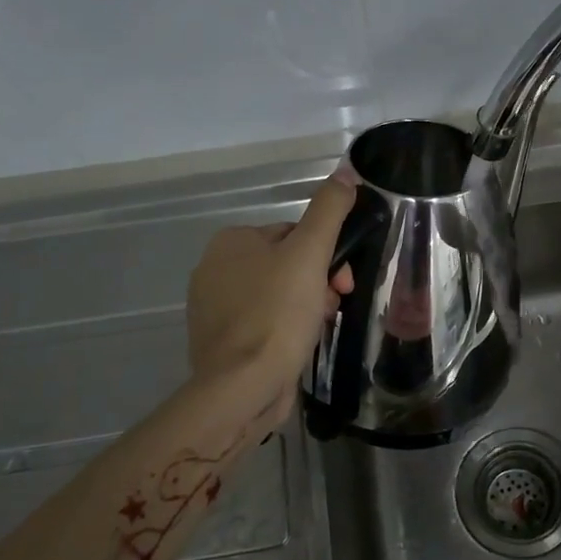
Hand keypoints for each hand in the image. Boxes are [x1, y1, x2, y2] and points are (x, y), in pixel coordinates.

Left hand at [187, 167, 356, 413]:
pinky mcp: (222, 341)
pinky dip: (286, 329)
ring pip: (279, 295)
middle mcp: (215, 269)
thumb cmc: (277, 314)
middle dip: (318, 283)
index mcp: (231, 241)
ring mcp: (214, 308)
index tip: (343, 281)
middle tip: (334, 305)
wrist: (242, 387)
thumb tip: (346, 173)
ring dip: (307, 306)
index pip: (294, 234)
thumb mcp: (310, 254)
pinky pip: (265, 322)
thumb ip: (328, 211)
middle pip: (287, 264)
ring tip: (317, 328)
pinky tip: (298, 345)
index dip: (325, 255)